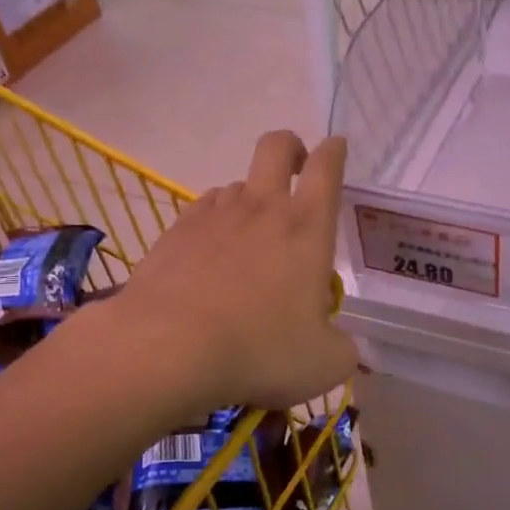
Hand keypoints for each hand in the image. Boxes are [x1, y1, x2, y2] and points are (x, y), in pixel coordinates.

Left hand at [107, 130, 357, 413]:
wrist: (167, 349)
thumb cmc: (260, 349)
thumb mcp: (325, 363)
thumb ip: (342, 348)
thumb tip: (338, 343)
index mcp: (307, 228)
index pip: (328, 169)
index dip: (335, 152)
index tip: (337, 147)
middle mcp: (261, 208)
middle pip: (276, 146)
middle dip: (291, 147)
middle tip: (297, 169)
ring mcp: (213, 215)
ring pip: (236, 184)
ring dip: (250, 198)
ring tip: (251, 239)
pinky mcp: (175, 232)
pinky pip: (202, 211)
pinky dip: (214, 224)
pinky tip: (211, 258)